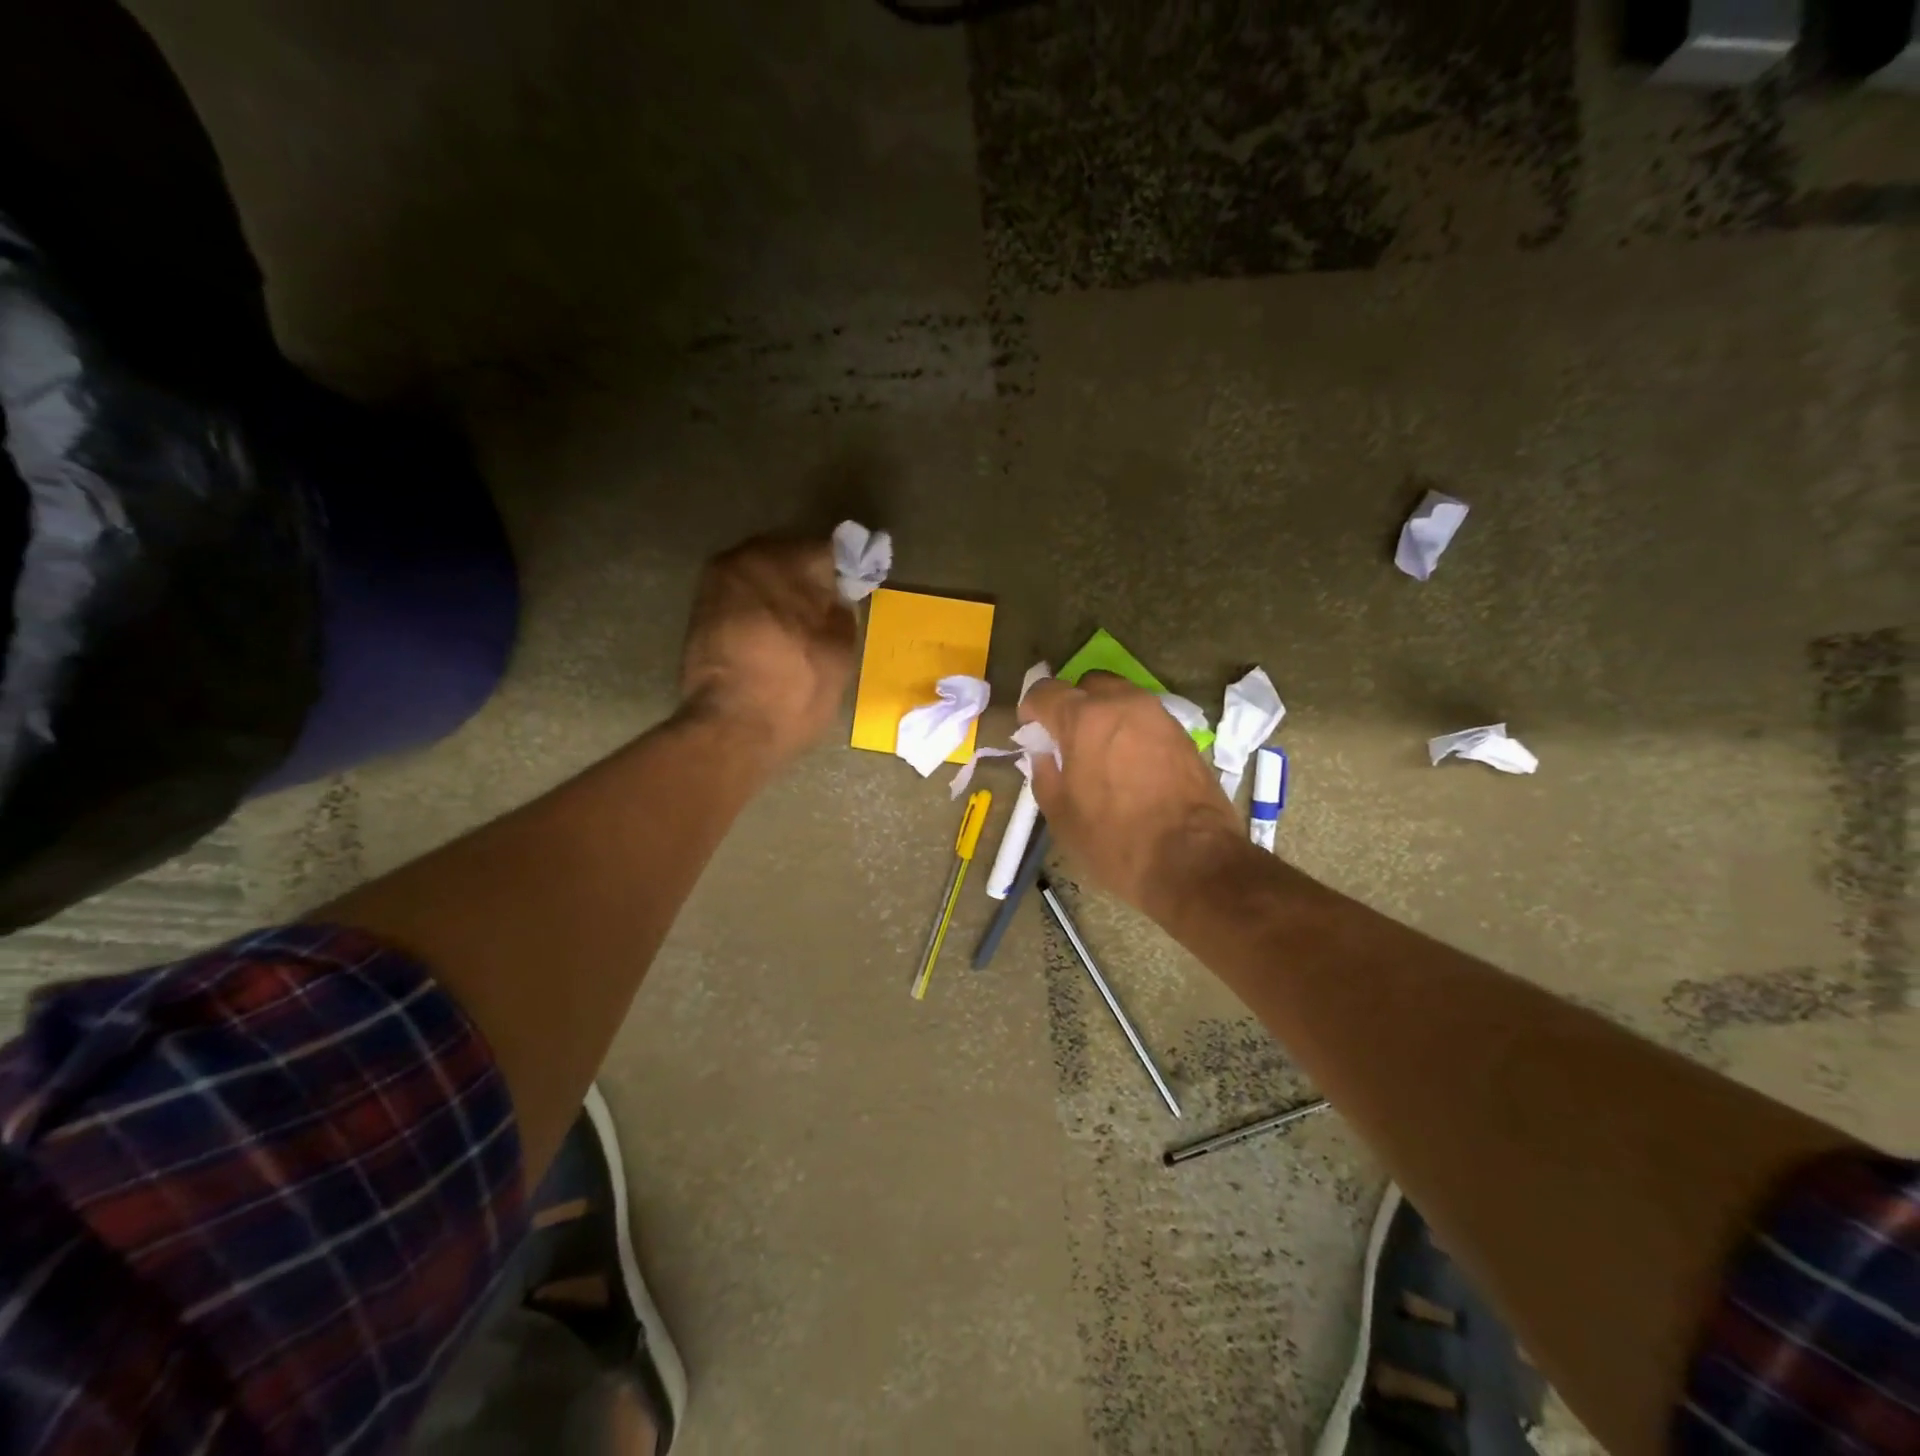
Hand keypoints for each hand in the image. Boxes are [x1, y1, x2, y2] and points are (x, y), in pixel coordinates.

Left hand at [680, 536, 855, 762]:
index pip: (826, 550)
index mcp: (781, 561)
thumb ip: (841, 613)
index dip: (847, 570)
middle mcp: (741, 560)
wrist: (732, 730)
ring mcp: (714, 586)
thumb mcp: (840, 651)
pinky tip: (775, 636)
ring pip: (761, 578)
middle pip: (787, 557)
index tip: (857, 589)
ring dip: (782, 594)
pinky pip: (742, 599)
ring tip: (802, 625)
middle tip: (829, 608)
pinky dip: (760, 610)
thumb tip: (835, 601)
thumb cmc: (795, 688)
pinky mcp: (699, 614)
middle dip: (809, 578)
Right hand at [1018, 673, 1244, 916]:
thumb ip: (1044, 772)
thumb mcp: (1061, 813)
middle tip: (1068, 743)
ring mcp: (1158, 715)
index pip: (1045, 691)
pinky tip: (1130, 766)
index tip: (1032, 734)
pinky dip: (1130, 731)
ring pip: (1120, 698)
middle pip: (1087, 685)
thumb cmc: (1115, 840)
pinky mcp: (1182, 734)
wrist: (1193, 861)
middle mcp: (1122, 703)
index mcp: (1084, 718)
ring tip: (1100, 755)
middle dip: (1072, 705)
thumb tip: (1045, 753)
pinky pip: (1145, 719)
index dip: (1031, 710)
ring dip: (1103, 716)